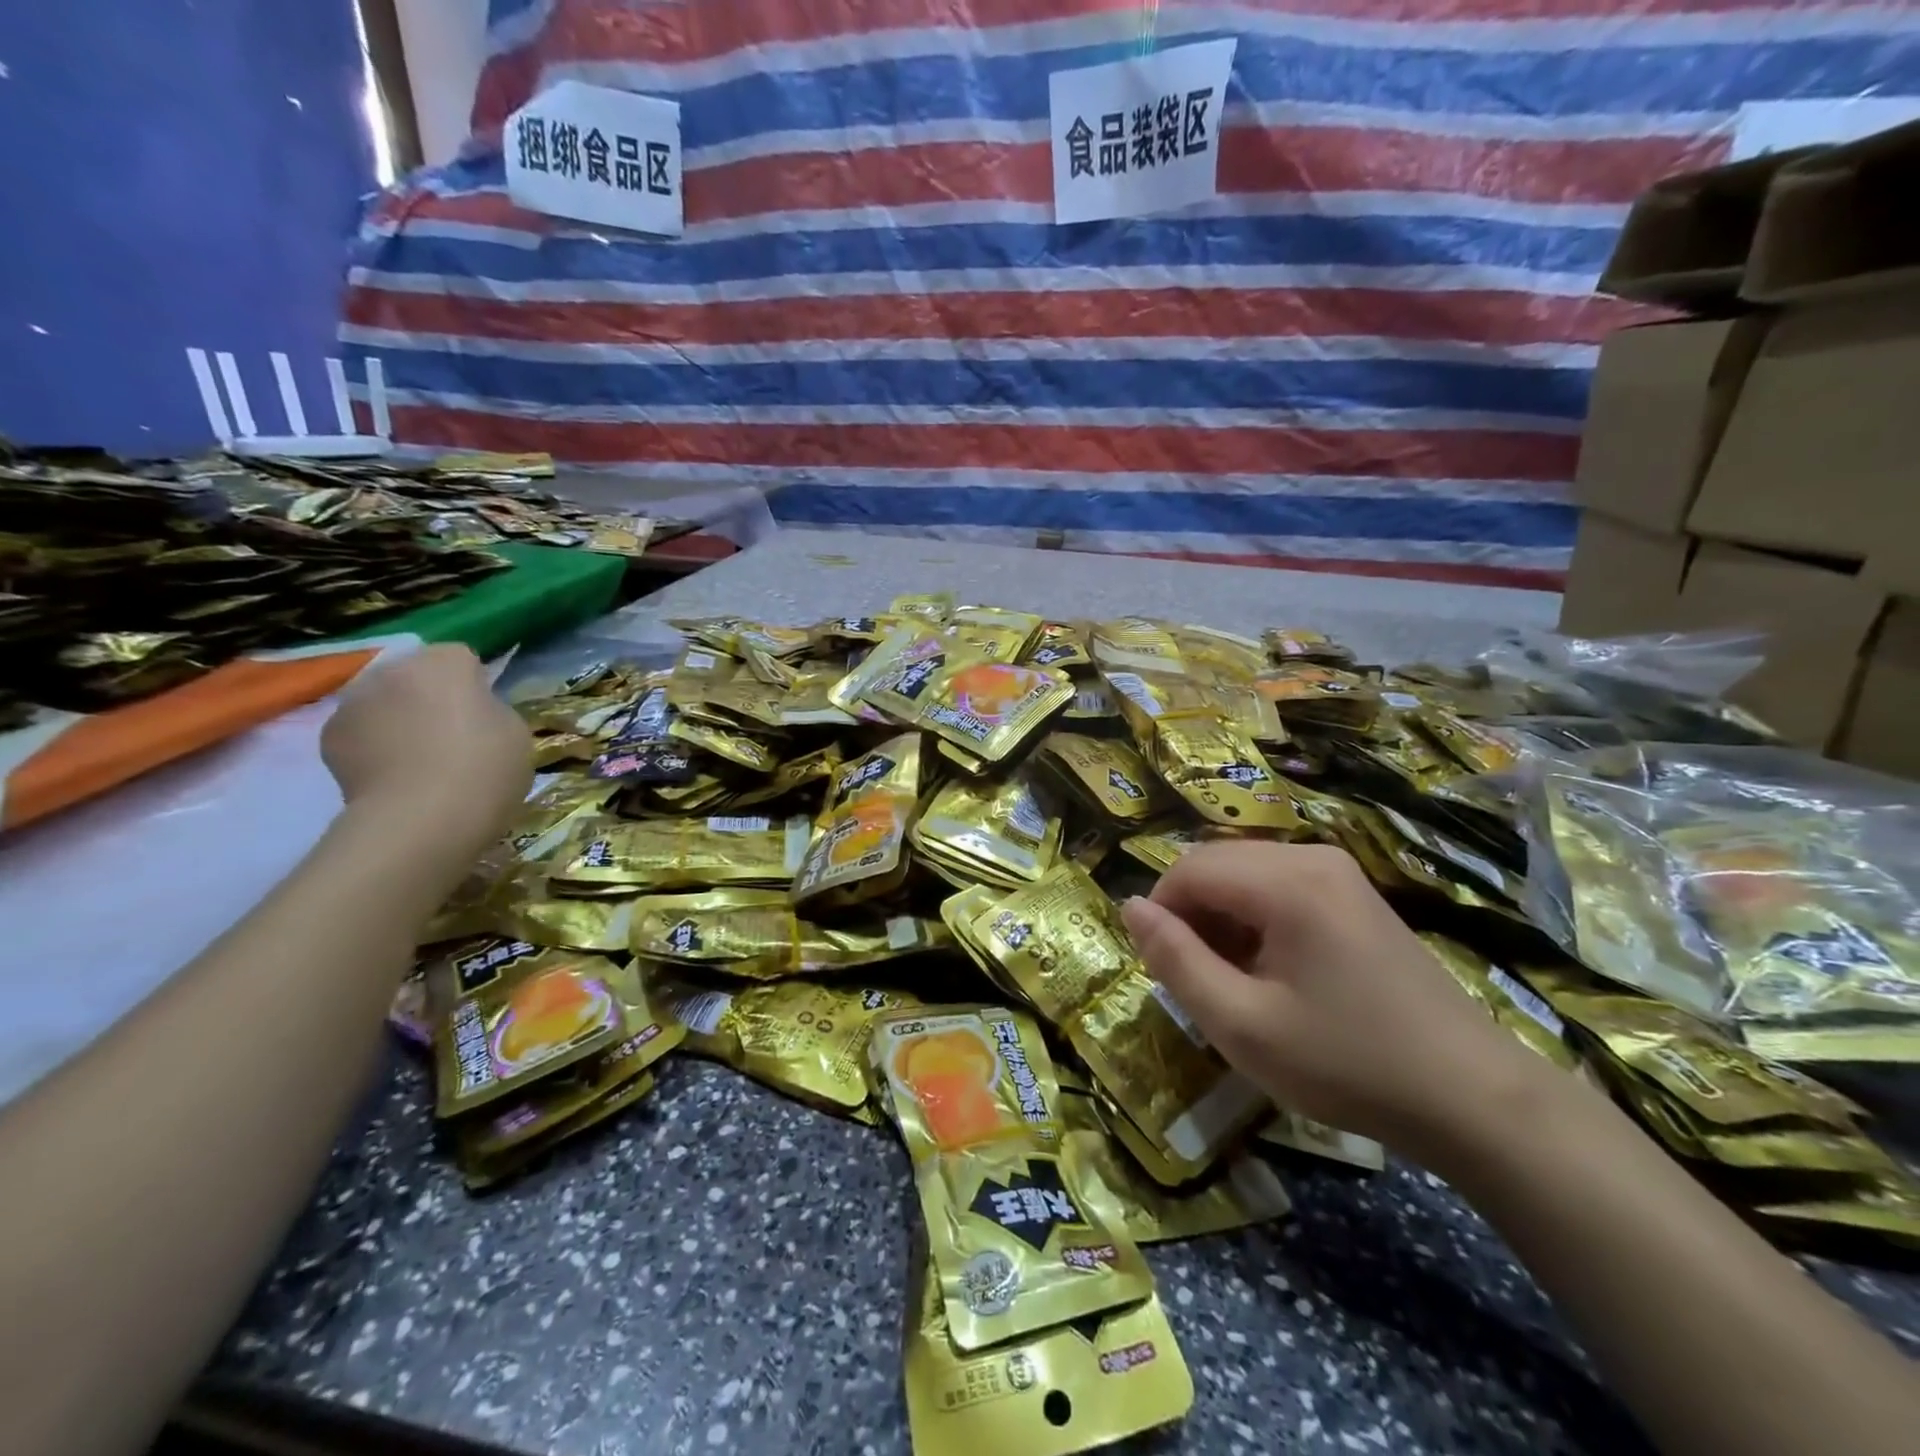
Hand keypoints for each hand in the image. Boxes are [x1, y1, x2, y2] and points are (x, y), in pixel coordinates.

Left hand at [320, 645, 531, 849]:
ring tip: (419, 760)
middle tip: (452, 736)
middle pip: (416, 674)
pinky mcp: (329, 738)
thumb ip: (491, 710)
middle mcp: (393, 671)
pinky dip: (374, 745)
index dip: (475, 684)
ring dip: (398, 718)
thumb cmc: (484, 769)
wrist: (421, 820)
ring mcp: (353, 703)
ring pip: (385, 701)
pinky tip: (393, 775)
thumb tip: (471, 713)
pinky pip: (361, 731)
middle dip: (430, 696)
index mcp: (444, 663)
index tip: (485, 714)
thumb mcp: (515, 733)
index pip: (462, 657)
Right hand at [1121, 842, 1535, 1161]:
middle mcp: (1311, 857)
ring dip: (1221, 918)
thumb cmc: (1347, 1063)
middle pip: (1217, 864)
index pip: (1189, 869)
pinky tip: (1271, 971)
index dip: (1160, 913)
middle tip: (1198, 979)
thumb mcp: (1242, 1024)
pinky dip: (1254, 919)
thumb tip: (1131, 908)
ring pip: (1245, 874)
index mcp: (1287, 881)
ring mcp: (1339, 872)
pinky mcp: (1353, 894)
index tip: (1163, 969)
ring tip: (1233, 980)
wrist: (1472, 1097)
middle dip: (1191, 915)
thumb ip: (1176, 961)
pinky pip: (1278, 886)